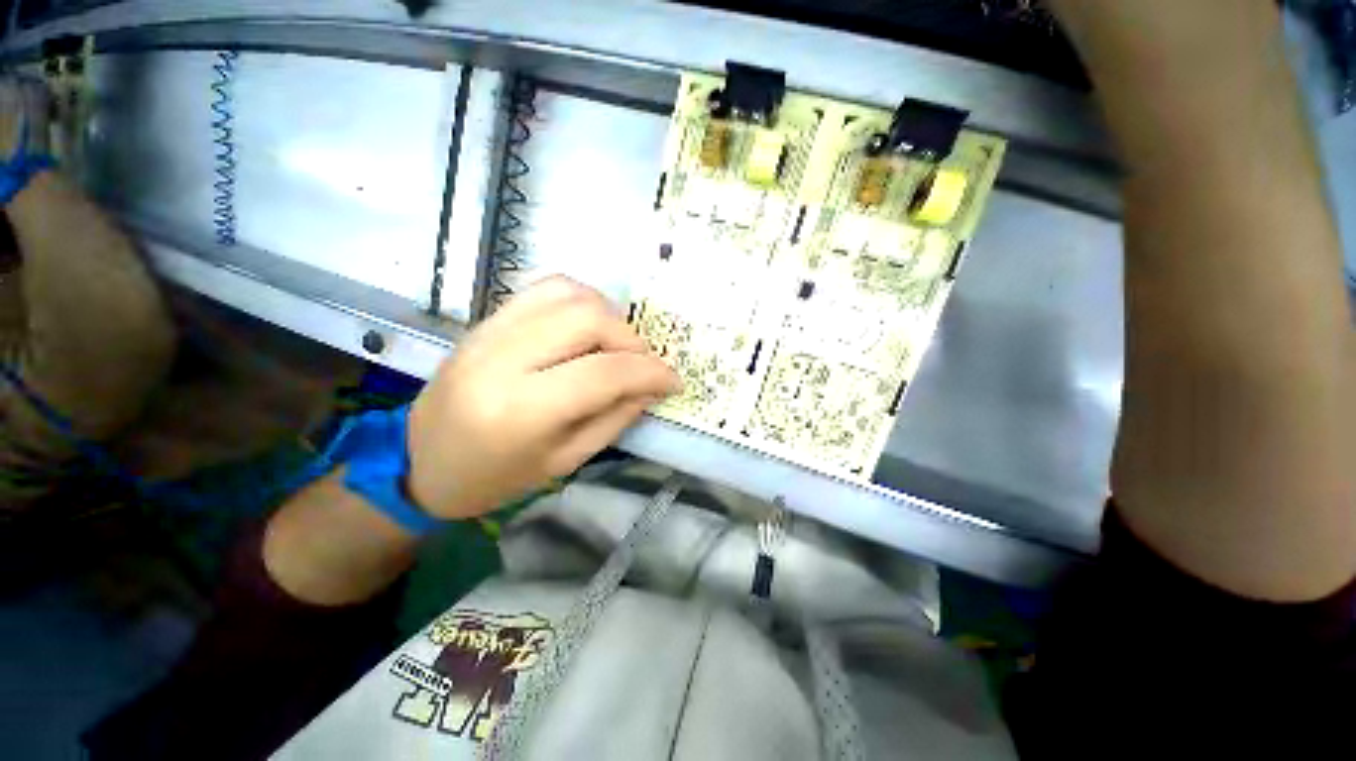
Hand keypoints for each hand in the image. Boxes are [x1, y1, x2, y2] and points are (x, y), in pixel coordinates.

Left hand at [407, 276, 679, 519]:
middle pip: (588, 319)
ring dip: (608, 315)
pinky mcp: (485, 319)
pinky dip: (579, 301)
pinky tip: (586, 328)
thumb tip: (651, 386)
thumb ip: (615, 418)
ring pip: (569, 293)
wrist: (419, 462)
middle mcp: (502, 359)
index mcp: (521, 410)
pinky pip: (543, 289)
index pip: (605, 372)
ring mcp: (489, 331)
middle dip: (631, 340)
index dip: (651, 372)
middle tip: (641, 365)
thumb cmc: (495, 478)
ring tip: (615, 346)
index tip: (674, 380)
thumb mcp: (565, 461)